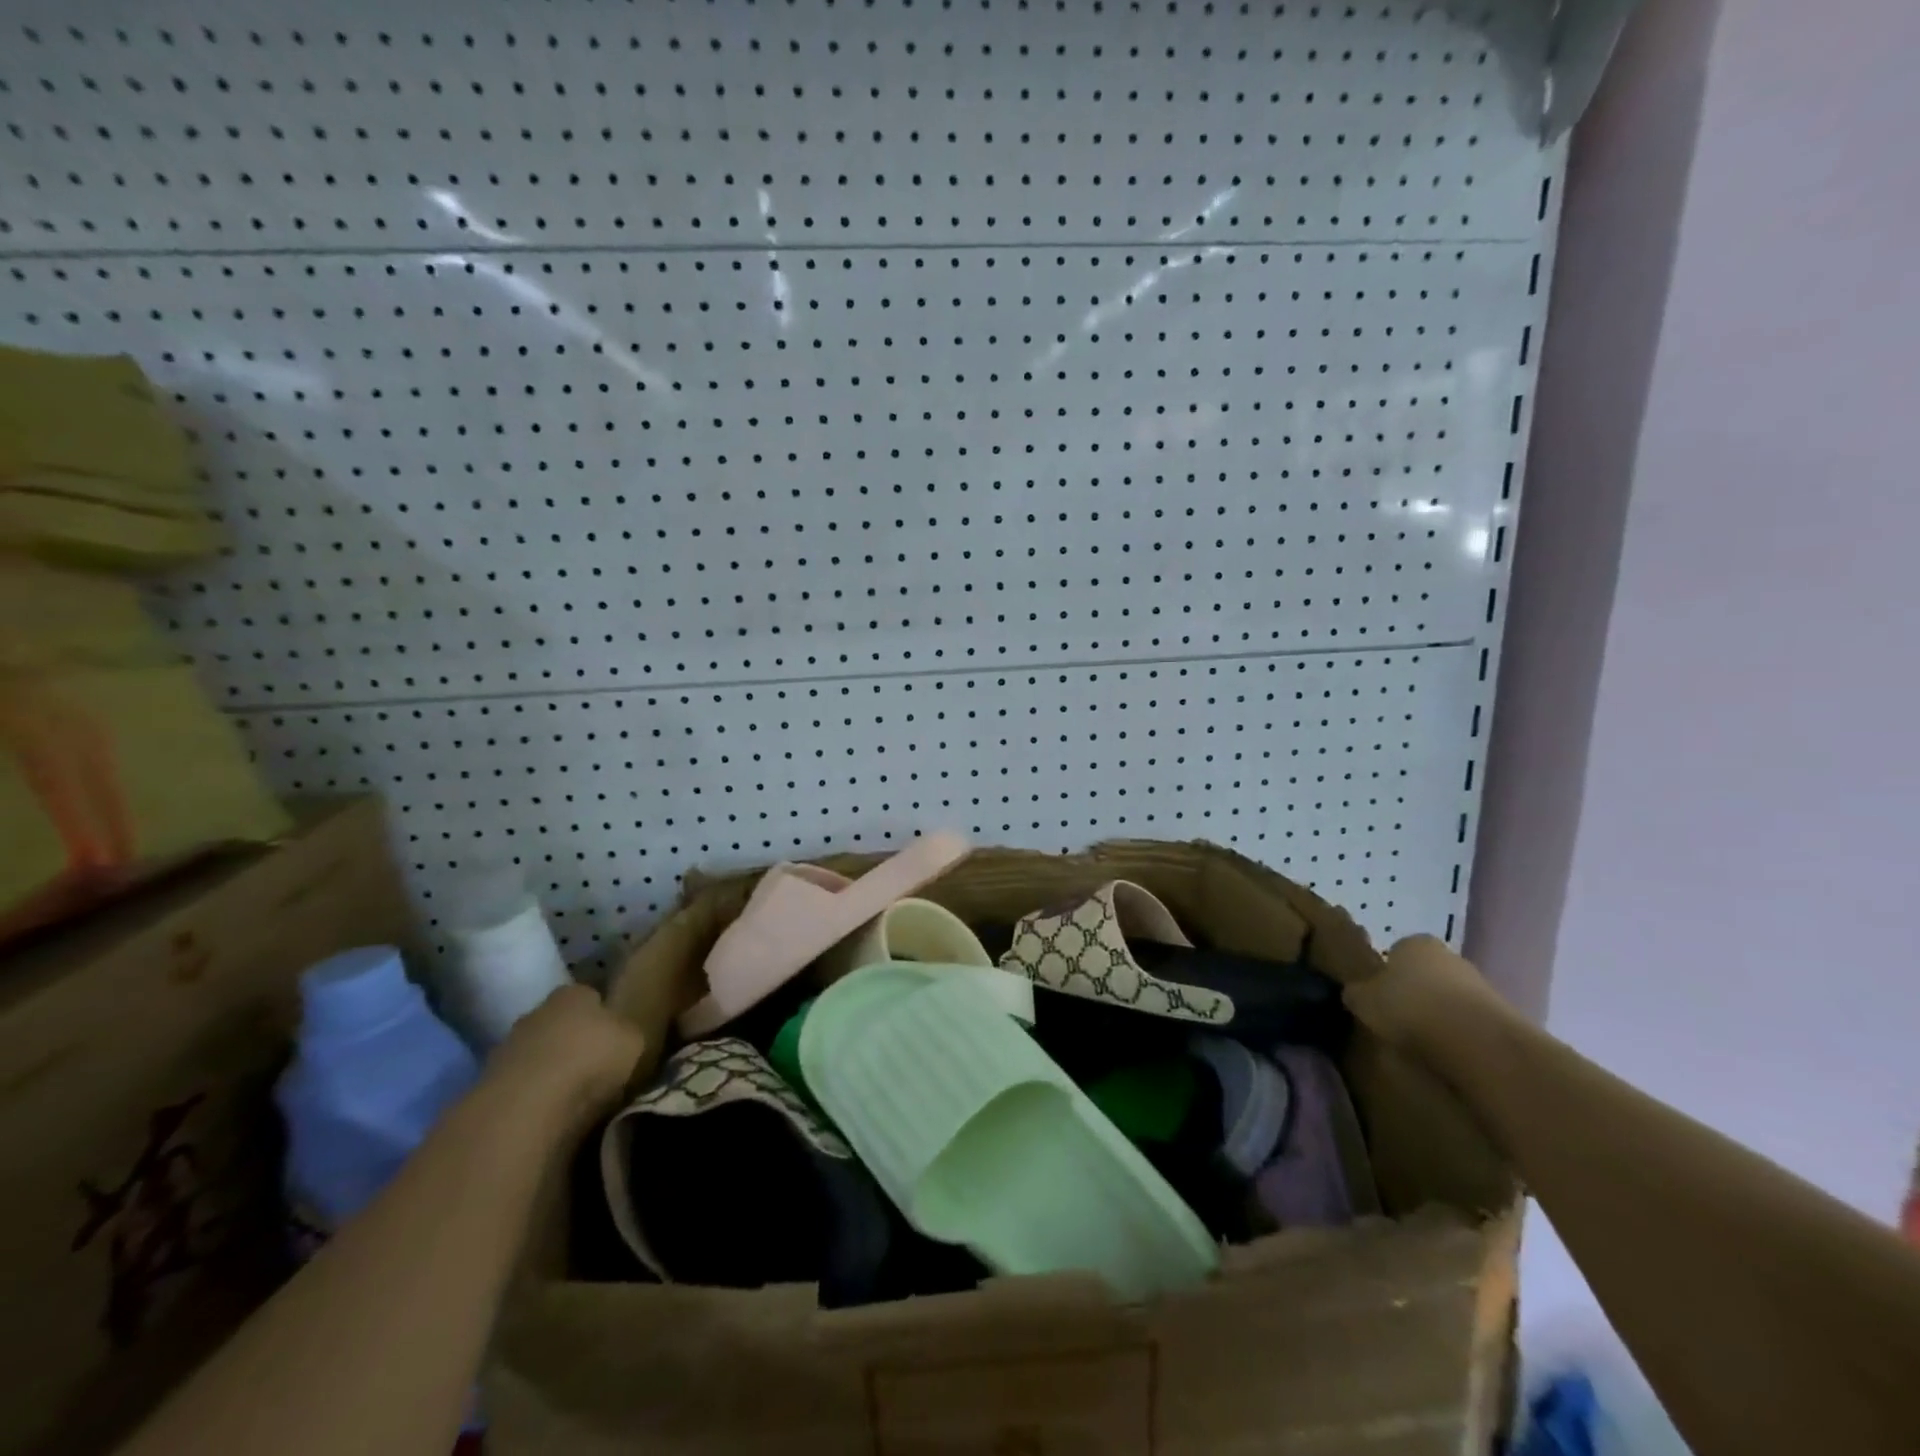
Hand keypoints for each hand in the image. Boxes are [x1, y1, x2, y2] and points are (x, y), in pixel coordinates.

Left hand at [485, 983, 647, 1133]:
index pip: (591, 995)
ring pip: (538, 1054)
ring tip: (574, 1096)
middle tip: (597, 1066)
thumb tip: (624, 1035)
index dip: (604, 1014)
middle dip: (575, 1041)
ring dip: (552, 1070)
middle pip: (560, 1024)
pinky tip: (550, 1112)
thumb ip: (629, 1033)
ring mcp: (507, 1048)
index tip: (616, 1036)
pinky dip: (534, 1096)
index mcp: (573, 993)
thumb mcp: (635, 1040)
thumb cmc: (590, 1059)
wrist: (527, 1107)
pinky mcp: (488, 1085)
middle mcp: (537, 1012)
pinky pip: (522, 1086)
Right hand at [1342, 934, 1512, 1051]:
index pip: (1395, 952)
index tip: (1379, 999)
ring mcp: (1479, 984)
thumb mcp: (1363, 1001)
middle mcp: (1448, 955)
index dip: (1385, 975)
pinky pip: (1470, 1021)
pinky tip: (1449, 1052)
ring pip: (1450, 997)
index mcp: (1413, 942)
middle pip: (1426, 973)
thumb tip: (1354, 993)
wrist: (1476, 1040)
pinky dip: (1460, 1034)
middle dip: (1415, 992)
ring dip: (1439, 1014)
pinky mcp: (1502, 1014)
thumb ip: (1356, 993)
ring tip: (1424, 1041)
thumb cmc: (1409, 1007)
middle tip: (1399, 1019)